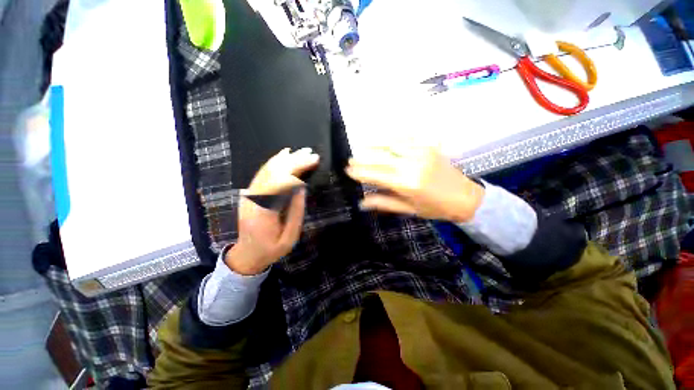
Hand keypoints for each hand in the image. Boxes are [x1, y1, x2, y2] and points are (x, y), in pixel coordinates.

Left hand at [226, 148, 318, 274]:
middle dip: (294, 161)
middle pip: (273, 173)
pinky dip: (275, 162)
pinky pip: (263, 173)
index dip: (296, 170)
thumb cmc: (270, 249)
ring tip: (302, 152)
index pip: (279, 183)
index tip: (313, 163)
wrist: (247, 254)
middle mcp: (253, 198)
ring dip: (286, 159)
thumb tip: (302, 188)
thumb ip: (296, 212)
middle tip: (311, 154)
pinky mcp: (251, 193)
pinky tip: (284, 154)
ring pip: (267, 170)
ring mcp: (249, 194)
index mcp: (263, 212)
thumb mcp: (289, 238)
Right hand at [345, 144, 483, 222]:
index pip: (376, 175)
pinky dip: (392, 136)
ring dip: (374, 144)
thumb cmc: (435, 208)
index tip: (348, 170)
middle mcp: (412, 165)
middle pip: (381, 159)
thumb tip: (362, 202)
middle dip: (363, 159)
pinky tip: (382, 135)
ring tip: (360, 144)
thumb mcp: (408, 209)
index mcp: (407, 184)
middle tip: (350, 159)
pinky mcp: (428, 147)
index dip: (360, 172)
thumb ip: (384, 203)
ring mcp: (421, 153)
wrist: (465, 198)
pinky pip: (406, 138)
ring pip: (391, 145)